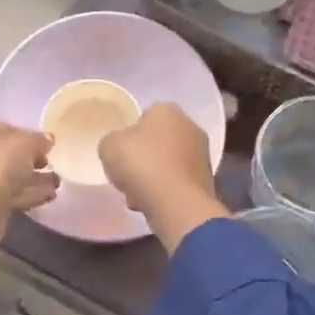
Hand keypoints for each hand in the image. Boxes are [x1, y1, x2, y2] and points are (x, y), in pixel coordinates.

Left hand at [0, 114, 58, 225]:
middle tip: (51, 164)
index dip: (26, 134)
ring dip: (30, 179)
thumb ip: (38, 139)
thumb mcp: (25, 144)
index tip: (46, 145)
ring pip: (3, 176)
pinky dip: (24, 194)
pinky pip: (2, 194)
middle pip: (1, 152)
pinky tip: (48, 196)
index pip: (1, 126)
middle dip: (29, 159)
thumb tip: (47, 139)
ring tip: (56, 183)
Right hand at [99, 103, 227, 252]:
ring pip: (168, 164)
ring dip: (154, 177)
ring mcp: (202, 154)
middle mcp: (190, 126)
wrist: (177, 203)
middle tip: (128, 174)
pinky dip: (166, 191)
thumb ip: (112, 142)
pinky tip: (152, 204)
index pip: (145, 115)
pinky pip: (178, 182)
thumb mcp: (109, 146)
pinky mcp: (206, 180)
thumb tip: (119, 146)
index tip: (121, 151)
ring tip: (137, 195)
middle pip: (158, 141)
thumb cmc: (141, 164)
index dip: (131, 133)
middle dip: (144, 157)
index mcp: (167, 110)